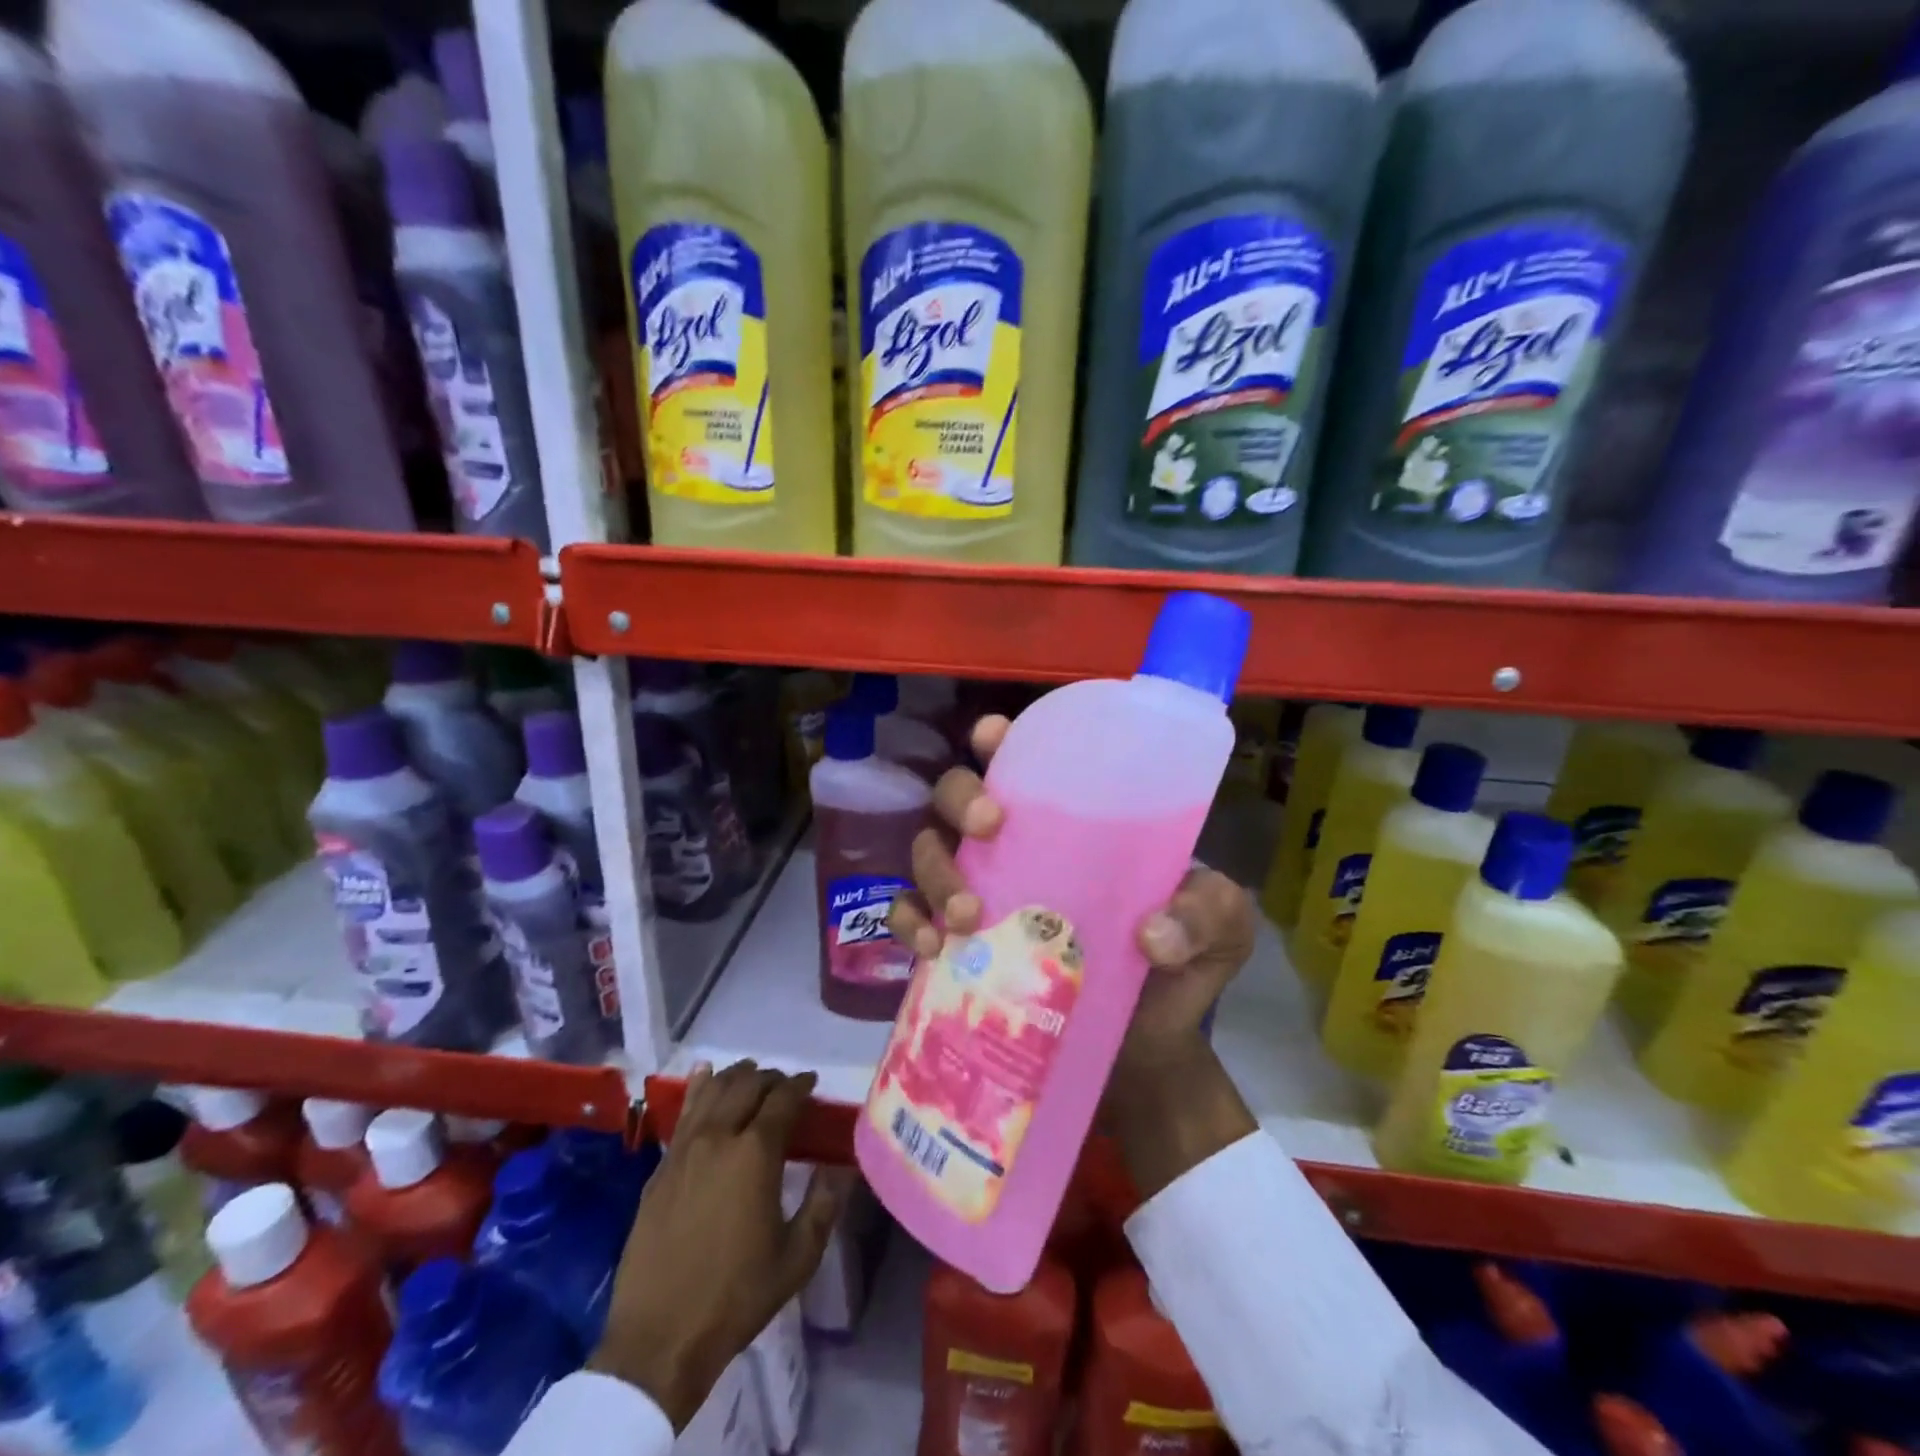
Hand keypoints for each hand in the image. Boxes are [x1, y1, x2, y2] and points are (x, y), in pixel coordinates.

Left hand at [590, 1063, 848, 1428]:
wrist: (658, 1338)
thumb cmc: (736, 1297)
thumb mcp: (797, 1258)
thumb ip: (824, 1204)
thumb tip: (841, 1165)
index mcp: (756, 1154)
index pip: (783, 1099)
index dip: (800, 1085)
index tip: (811, 1082)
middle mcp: (719, 1137)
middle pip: (747, 1085)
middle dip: (771, 1078)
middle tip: (785, 1085)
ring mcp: (684, 1149)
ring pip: (713, 1090)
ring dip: (736, 1076)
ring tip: (751, 1075)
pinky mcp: (660, 1167)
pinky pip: (684, 1112)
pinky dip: (699, 1088)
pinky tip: (705, 1076)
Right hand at [888, 717, 1259, 1197]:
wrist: (1147, 1053)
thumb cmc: (1181, 968)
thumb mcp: (1218, 930)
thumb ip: (1206, 916)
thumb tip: (1151, 936)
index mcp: (1076, 823)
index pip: (1026, 763)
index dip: (999, 739)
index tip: (991, 737)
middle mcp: (1019, 846)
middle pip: (959, 795)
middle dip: (961, 799)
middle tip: (989, 828)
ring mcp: (983, 892)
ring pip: (928, 850)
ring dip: (934, 870)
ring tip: (966, 914)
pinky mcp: (960, 945)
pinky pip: (910, 916)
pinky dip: (908, 923)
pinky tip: (931, 948)